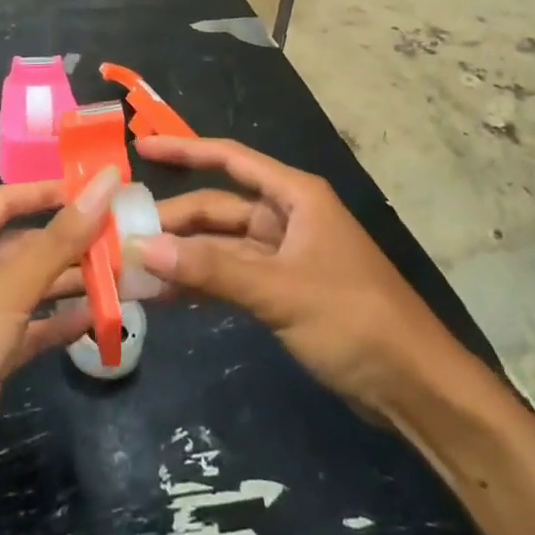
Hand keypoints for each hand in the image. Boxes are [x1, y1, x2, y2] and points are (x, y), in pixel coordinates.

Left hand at [0, 169, 119, 510]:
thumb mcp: (8, 287)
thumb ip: (60, 239)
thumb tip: (105, 183)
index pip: (7, 201)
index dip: (48, 192)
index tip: (95, 191)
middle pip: (26, 246)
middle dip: (70, 242)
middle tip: (122, 239)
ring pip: (33, 288)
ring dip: (72, 282)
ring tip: (121, 276)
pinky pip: (33, 329)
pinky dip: (62, 323)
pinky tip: (99, 318)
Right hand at [134, 136, 462, 421]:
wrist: (413, 385)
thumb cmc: (353, 318)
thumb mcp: (279, 290)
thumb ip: (212, 269)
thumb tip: (143, 247)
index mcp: (295, 197)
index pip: (231, 160)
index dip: (186, 151)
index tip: (142, 148)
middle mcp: (287, 218)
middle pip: (219, 209)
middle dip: (174, 222)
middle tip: (121, 235)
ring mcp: (284, 257)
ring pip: (221, 247)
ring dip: (183, 257)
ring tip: (131, 268)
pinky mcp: (283, 293)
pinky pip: (232, 278)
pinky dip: (203, 284)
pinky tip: (166, 296)